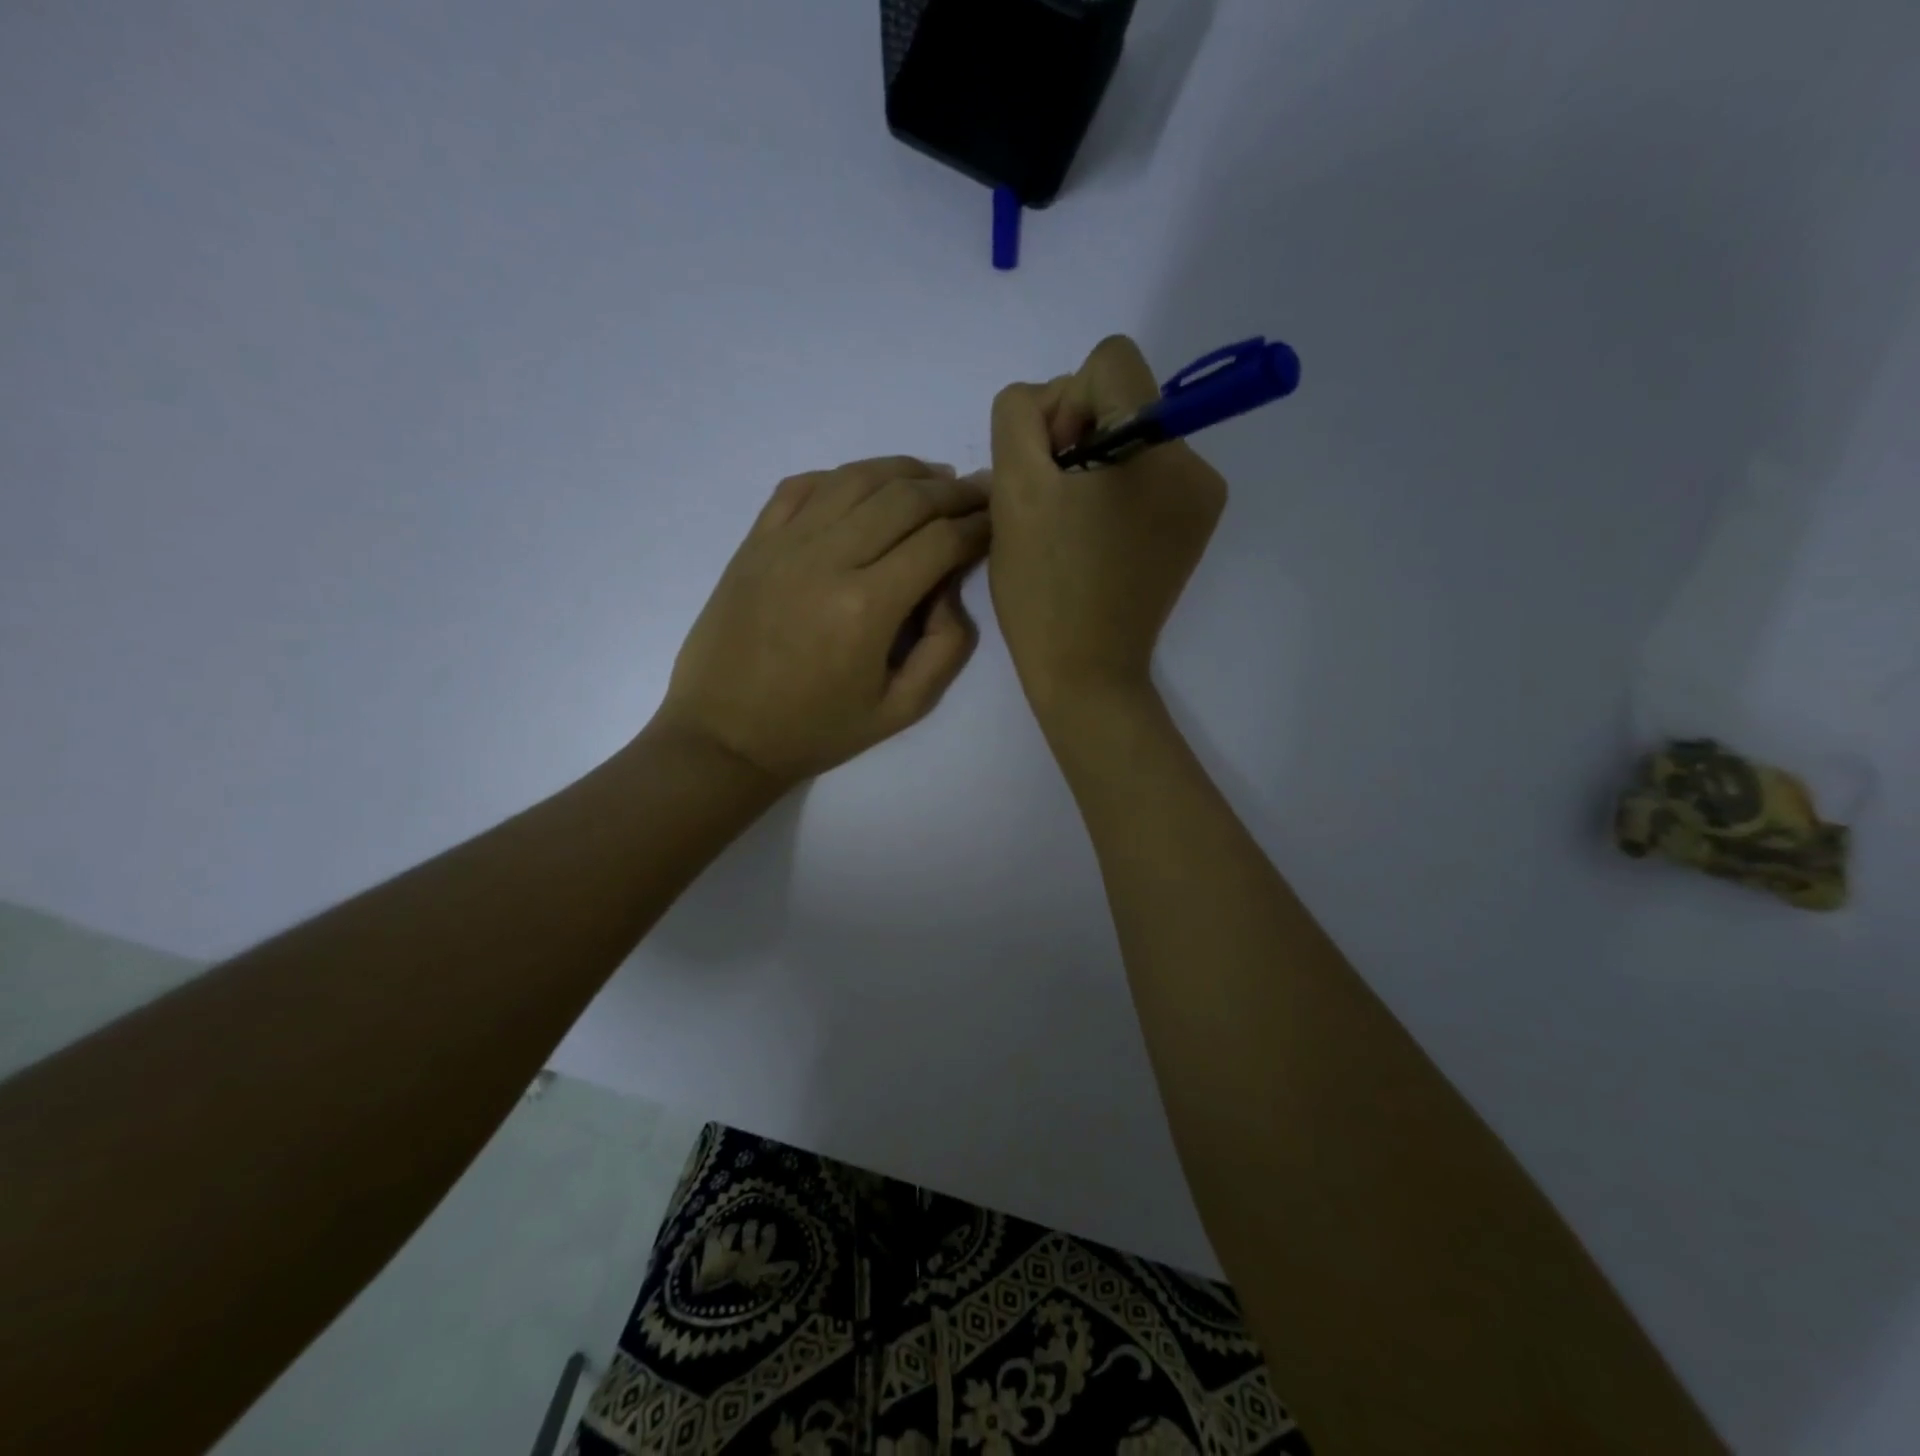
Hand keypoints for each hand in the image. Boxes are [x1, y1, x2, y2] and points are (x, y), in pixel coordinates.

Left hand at [657, 456, 989, 785]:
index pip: (939, 541)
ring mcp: (784, 543)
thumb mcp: (901, 710)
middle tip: (979, 490)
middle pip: (904, 498)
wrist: (724, 736)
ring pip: (856, 478)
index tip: (997, 520)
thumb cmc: (816, 730)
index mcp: (866, 607)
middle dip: (952, 491)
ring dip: (904, 471)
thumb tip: (950, 587)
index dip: (977, 524)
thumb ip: (946, 648)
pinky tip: (866, 486)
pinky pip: (803, 485)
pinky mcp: (754, 542)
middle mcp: (826, 559)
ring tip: (933, 478)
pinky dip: (843, 476)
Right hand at [988, 335, 1227, 715]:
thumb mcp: (1012, 490)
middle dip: (1077, 436)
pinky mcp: (1193, 528)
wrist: (1086, 672)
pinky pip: (1147, 476)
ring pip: (1132, 437)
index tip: (1051, 464)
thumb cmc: (1044, 588)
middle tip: (1052, 503)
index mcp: (1157, 447)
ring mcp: (1201, 500)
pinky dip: (1114, 493)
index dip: (1065, 402)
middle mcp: (1195, 463)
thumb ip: (1021, 416)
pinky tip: (1092, 539)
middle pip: (1124, 397)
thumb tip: (1054, 405)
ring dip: (1092, 466)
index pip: (1111, 361)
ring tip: (1069, 527)